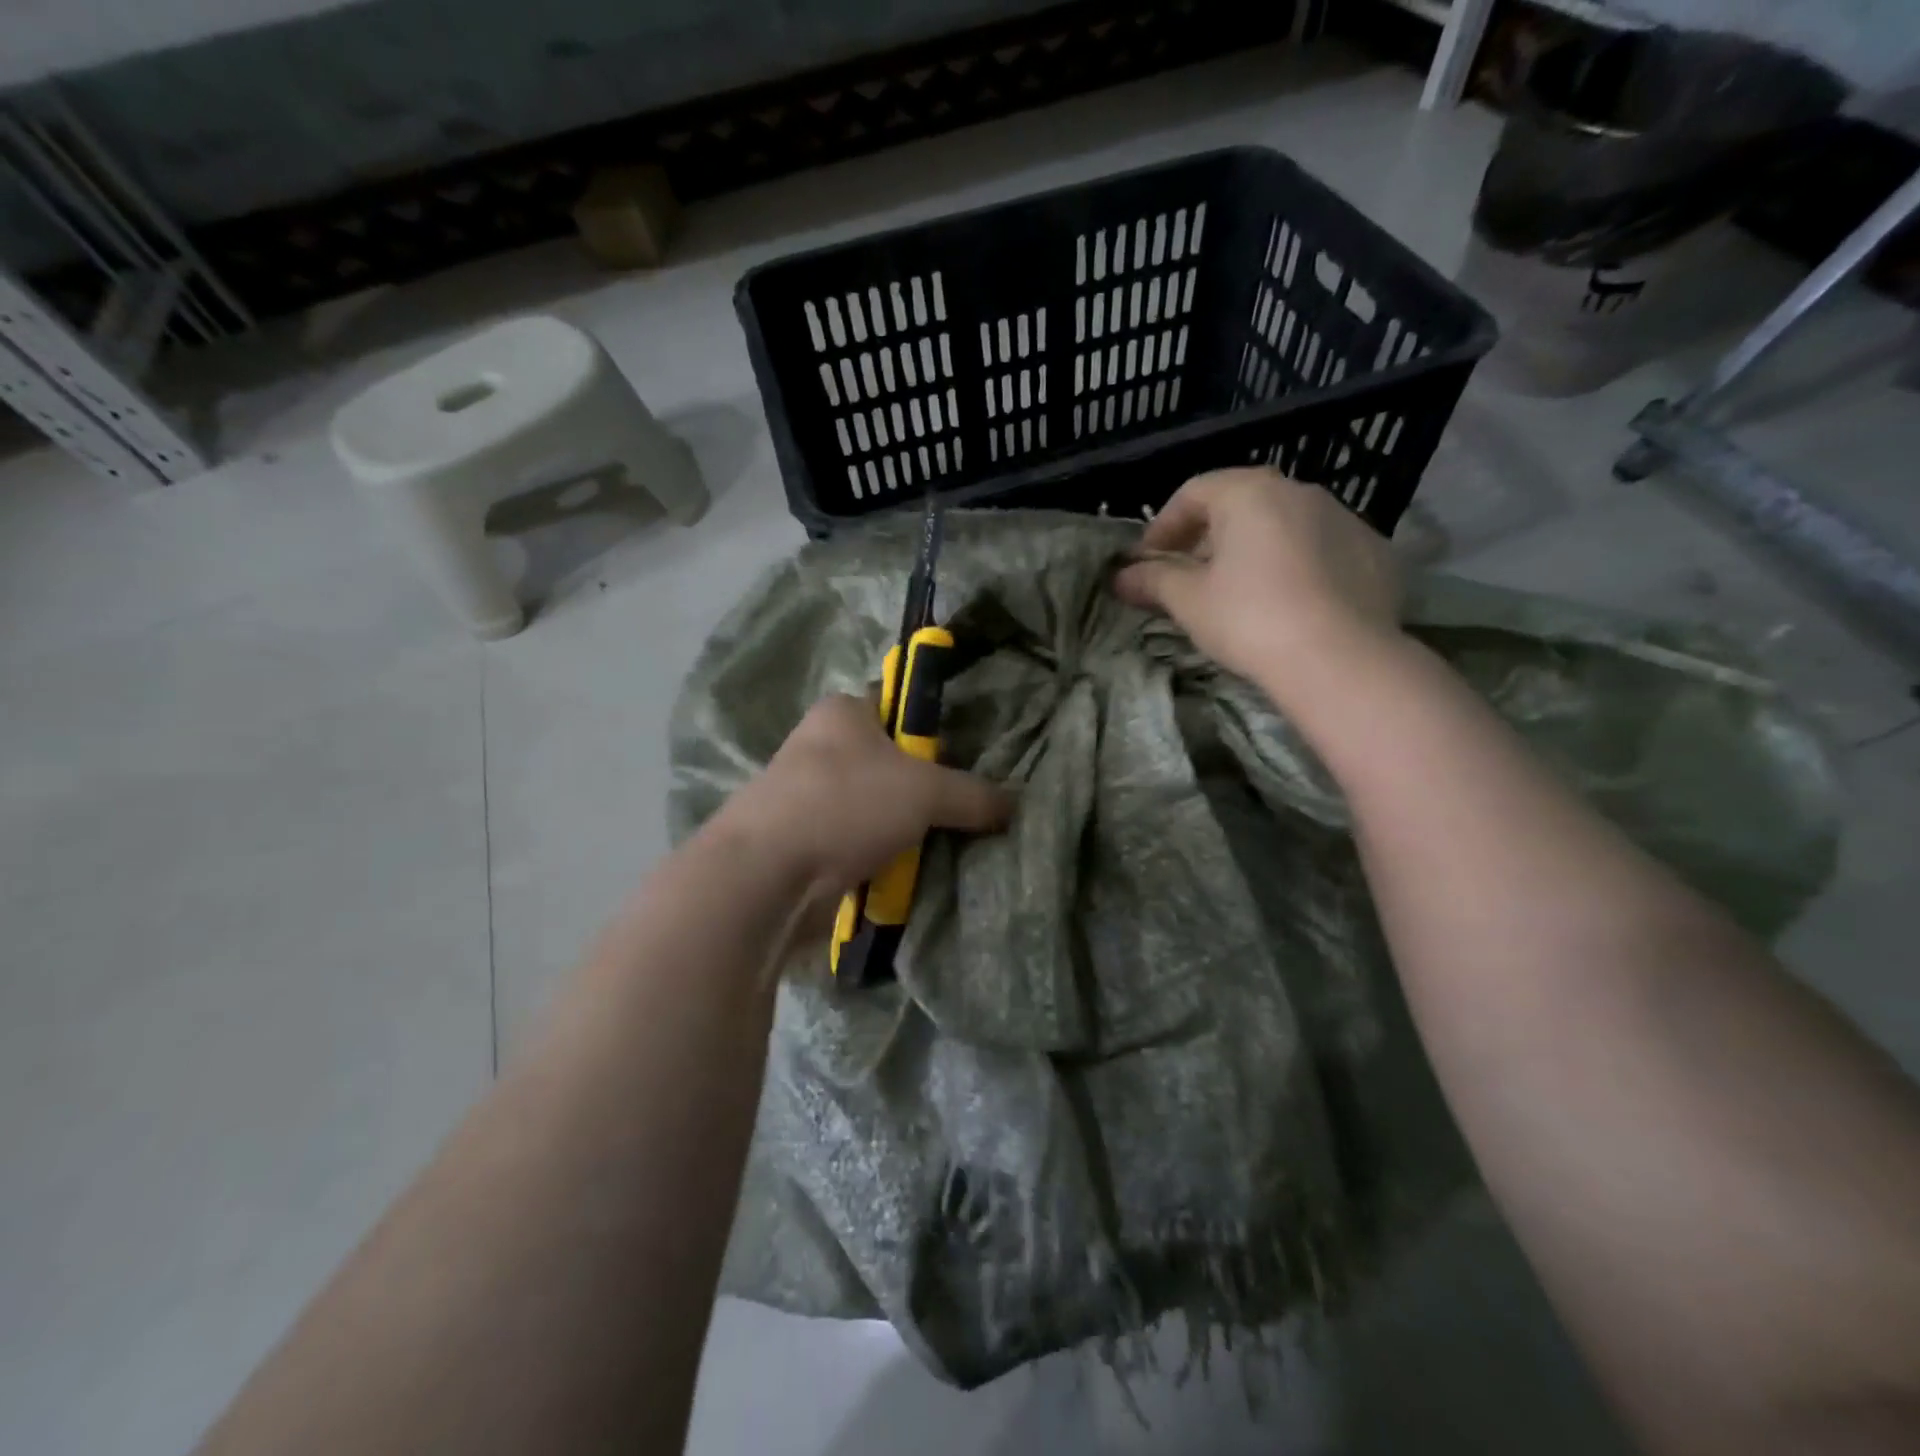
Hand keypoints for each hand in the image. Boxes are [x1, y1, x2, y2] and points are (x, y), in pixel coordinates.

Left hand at [714, 695, 1011, 902]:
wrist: (767, 875)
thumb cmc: (847, 805)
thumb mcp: (926, 792)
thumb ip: (974, 795)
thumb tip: (1014, 805)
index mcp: (842, 712)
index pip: (898, 708)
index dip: (932, 733)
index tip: (963, 764)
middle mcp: (818, 746)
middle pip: (887, 763)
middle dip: (920, 791)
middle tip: (958, 813)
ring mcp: (803, 795)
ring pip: (870, 807)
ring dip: (898, 830)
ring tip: (934, 850)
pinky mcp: (798, 840)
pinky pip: (852, 842)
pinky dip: (875, 857)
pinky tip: (900, 874)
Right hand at [1113, 468, 1402, 686]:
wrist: (1340, 659)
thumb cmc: (1249, 619)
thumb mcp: (1189, 601)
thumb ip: (1153, 581)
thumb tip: (1121, 577)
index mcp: (1249, 493)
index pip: (1194, 492)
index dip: (1163, 526)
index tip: (1148, 561)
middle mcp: (1300, 491)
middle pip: (1241, 504)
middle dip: (1208, 537)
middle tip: (1189, 576)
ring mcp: (1344, 519)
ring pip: (1284, 524)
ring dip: (1253, 548)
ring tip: (1239, 591)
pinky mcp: (1374, 552)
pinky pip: (1321, 548)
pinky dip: (1297, 564)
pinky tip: (1289, 602)